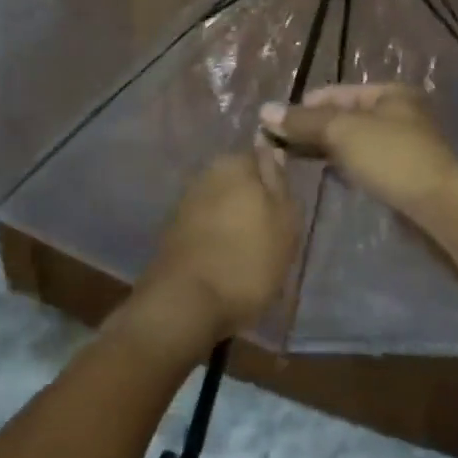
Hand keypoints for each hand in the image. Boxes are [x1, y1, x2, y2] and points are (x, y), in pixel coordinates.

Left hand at [132, 142, 298, 347]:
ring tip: (251, 257)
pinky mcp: (172, 233)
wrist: (185, 304)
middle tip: (272, 237)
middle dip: (253, 203)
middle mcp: (205, 174)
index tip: (286, 211)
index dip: (276, 183)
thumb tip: (272, 152)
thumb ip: (280, 183)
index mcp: (234, 163)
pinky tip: (227, 265)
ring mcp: (185, 203)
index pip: (262, 158)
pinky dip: (216, 242)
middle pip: (240, 183)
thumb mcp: (285, 221)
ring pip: (222, 207)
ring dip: (235, 224)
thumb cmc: (247, 260)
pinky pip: (205, 229)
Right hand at [260, 83, 457, 220]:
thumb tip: (265, 110)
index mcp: (390, 93)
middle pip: (346, 116)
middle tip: (280, 143)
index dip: (306, 105)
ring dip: (326, 148)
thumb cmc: (391, 156)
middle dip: (314, 128)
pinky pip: (364, 161)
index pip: (338, 92)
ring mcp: (403, 144)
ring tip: (295, 159)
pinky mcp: (402, 172)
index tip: (276, 123)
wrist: (438, 205)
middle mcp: (399, 113)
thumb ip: (304, 121)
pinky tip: (326, 174)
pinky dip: (343, 164)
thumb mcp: (343, 131)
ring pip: (354, 140)